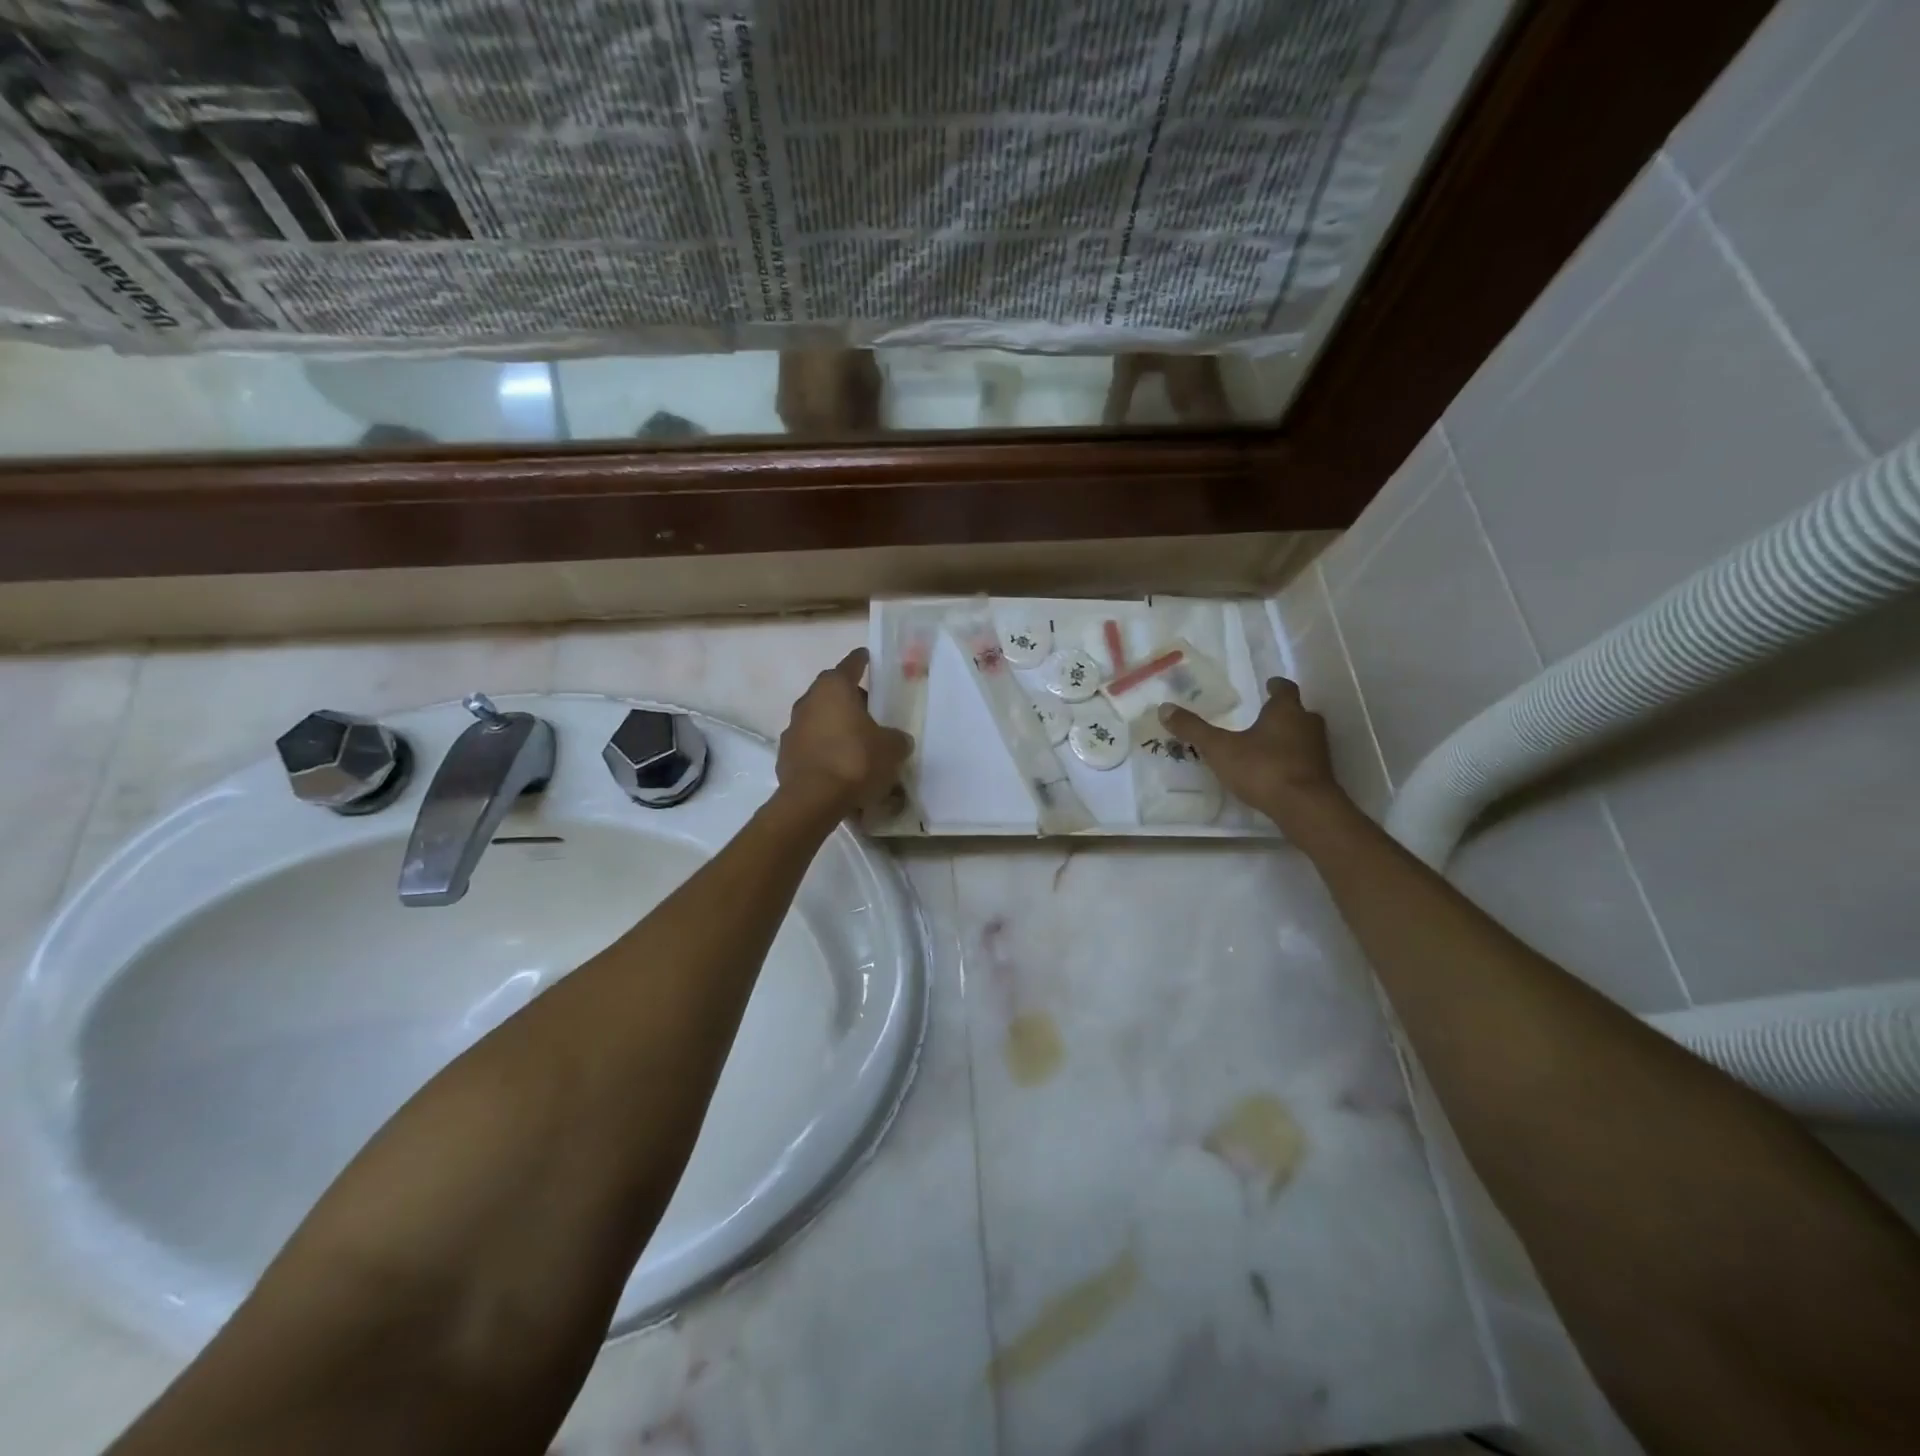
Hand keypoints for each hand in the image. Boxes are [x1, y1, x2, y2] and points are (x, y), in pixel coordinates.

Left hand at [774, 648, 913, 822]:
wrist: (813, 800)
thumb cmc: (855, 761)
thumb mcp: (891, 749)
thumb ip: (897, 739)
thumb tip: (897, 740)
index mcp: (833, 688)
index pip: (850, 665)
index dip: (861, 660)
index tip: (867, 656)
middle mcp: (808, 701)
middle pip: (832, 693)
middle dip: (851, 700)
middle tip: (871, 712)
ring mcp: (792, 729)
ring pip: (820, 720)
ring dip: (836, 728)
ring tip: (857, 745)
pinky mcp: (785, 756)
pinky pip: (811, 746)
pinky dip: (825, 751)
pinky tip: (840, 768)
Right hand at [1160, 677, 1347, 829]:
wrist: (1304, 808)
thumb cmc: (1262, 768)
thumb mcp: (1220, 748)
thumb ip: (1194, 729)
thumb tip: (1164, 708)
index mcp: (1286, 711)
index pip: (1285, 689)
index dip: (1276, 686)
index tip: (1270, 684)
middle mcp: (1307, 725)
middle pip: (1298, 713)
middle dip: (1283, 714)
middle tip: (1264, 717)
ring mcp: (1319, 751)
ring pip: (1304, 737)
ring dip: (1289, 738)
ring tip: (1267, 745)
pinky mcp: (1322, 775)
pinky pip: (1306, 761)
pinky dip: (1293, 761)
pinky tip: (1277, 772)